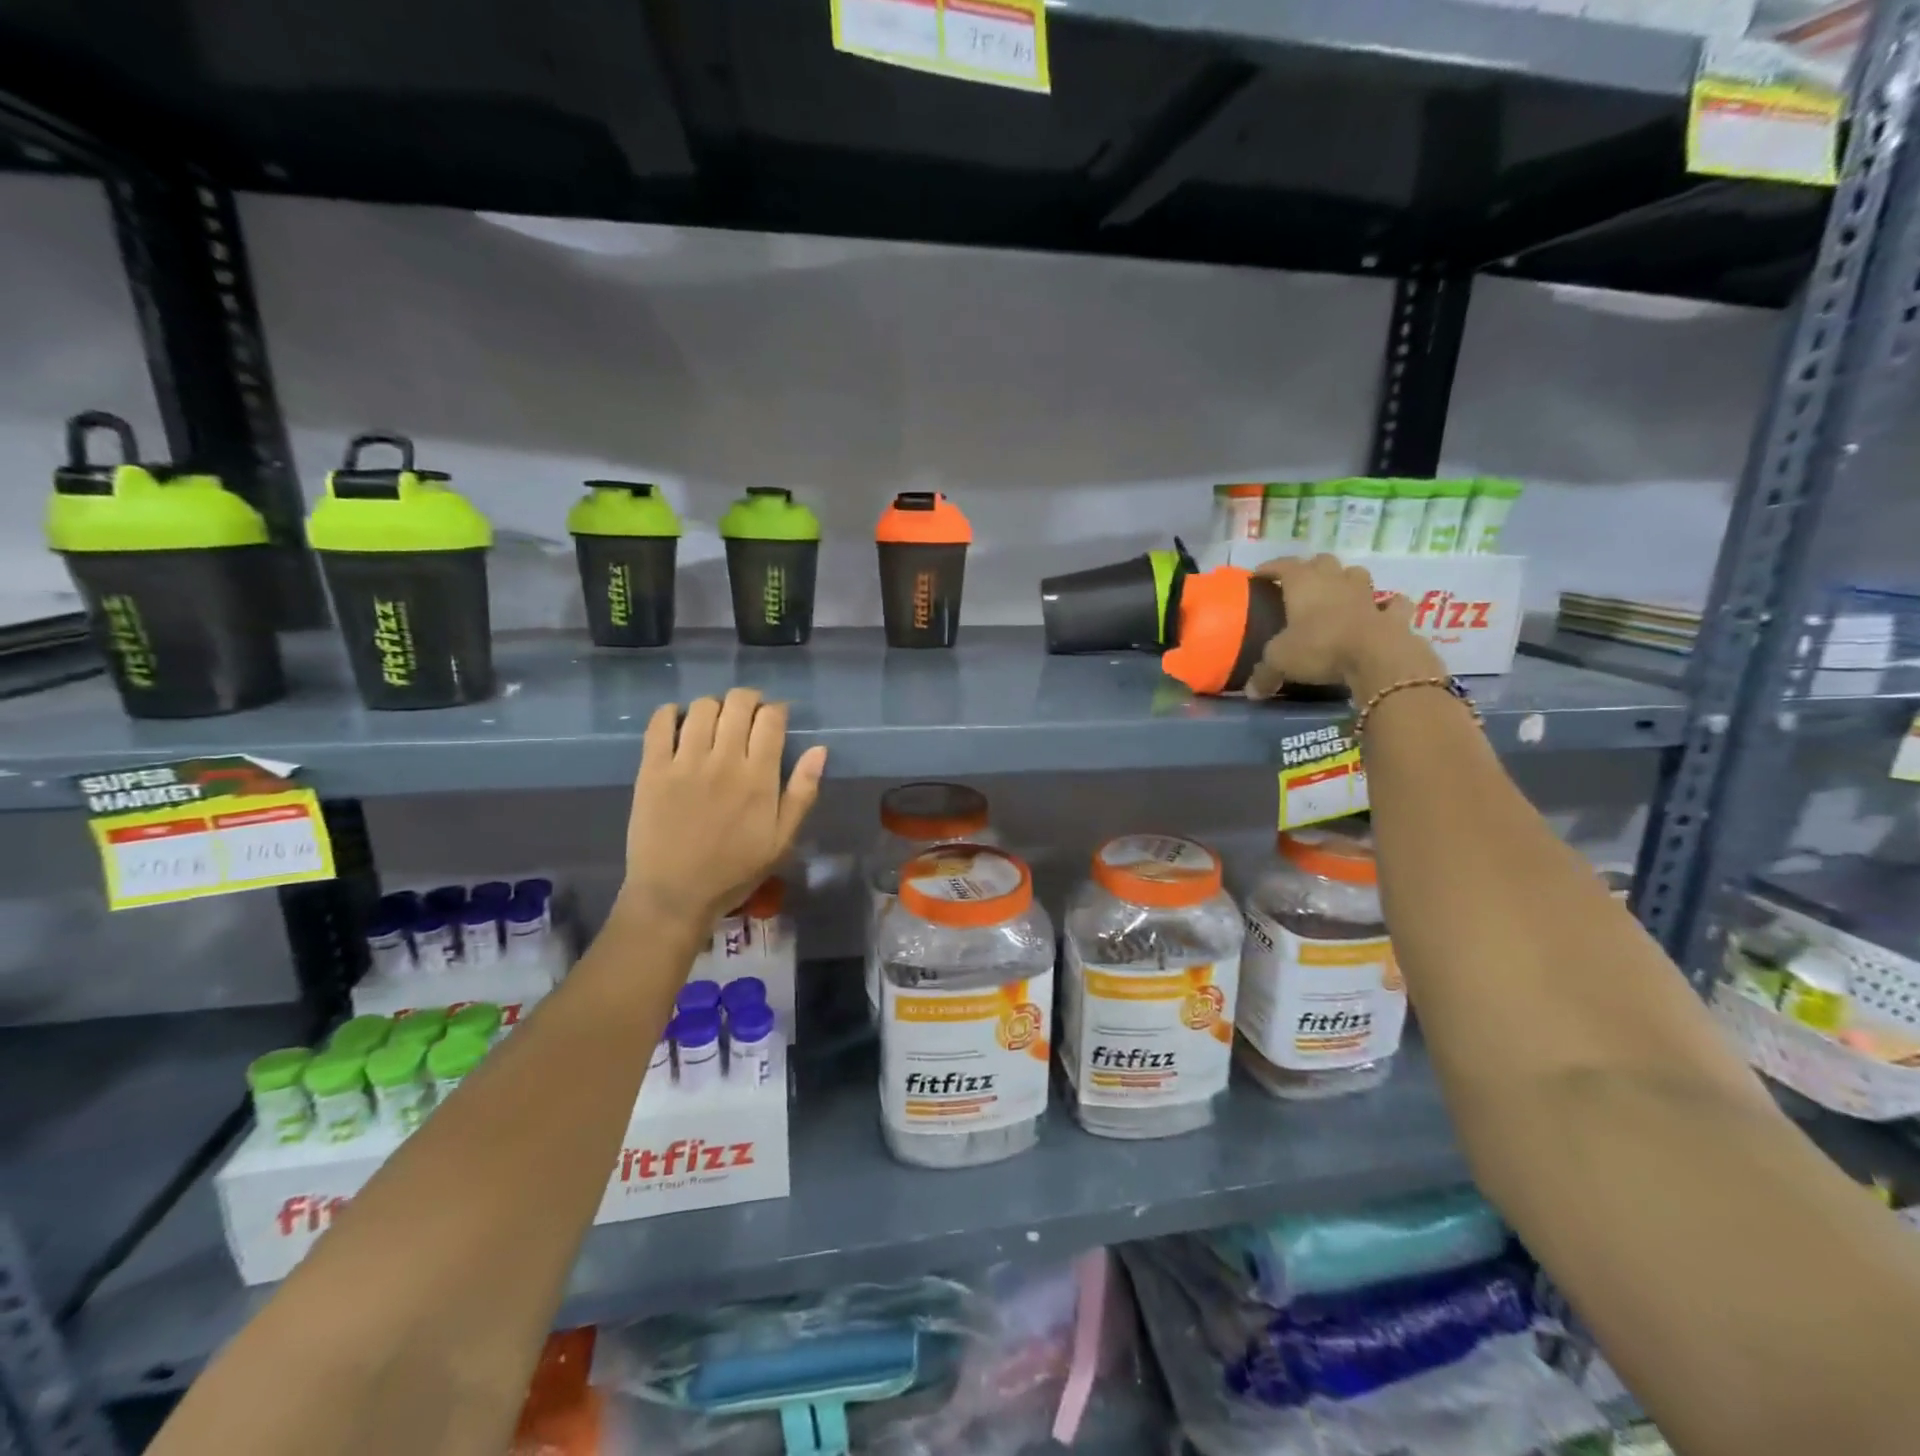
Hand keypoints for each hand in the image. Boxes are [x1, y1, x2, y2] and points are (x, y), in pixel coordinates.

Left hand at [620, 688, 827, 932]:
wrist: (674, 895)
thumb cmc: (734, 870)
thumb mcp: (782, 840)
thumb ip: (802, 793)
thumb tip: (820, 749)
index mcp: (758, 778)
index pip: (771, 719)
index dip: (776, 710)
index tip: (775, 718)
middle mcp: (723, 761)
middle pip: (738, 703)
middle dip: (748, 700)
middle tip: (747, 715)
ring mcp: (684, 762)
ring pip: (701, 707)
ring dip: (714, 706)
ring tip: (715, 723)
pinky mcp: (651, 769)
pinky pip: (659, 723)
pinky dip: (670, 713)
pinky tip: (678, 724)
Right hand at [1243, 554, 1442, 699]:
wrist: (1375, 656)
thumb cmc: (1319, 647)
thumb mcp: (1280, 662)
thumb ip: (1264, 674)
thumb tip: (1251, 692)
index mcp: (1303, 585)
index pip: (1283, 566)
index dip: (1270, 568)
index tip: (1259, 574)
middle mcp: (1334, 582)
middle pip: (1323, 561)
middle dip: (1311, 567)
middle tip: (1301, 583)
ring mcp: (1366, 595)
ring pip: (1356, 574)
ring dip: (1347, 579)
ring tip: (1339, 592)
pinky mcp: (1392, 615)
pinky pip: (1393, 604)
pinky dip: (1388, 605)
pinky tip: (1384, 610)